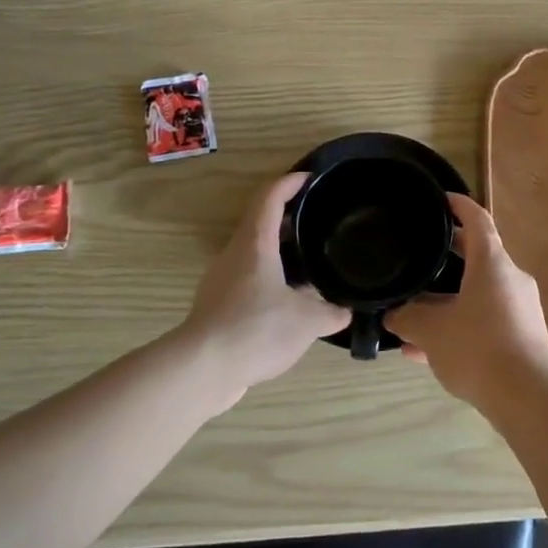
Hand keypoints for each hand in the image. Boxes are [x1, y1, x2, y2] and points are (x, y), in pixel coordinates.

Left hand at [178, 173, 348, 405]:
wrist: (201, 370)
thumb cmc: (256, 329)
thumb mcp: (307, 321)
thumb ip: (331, 312)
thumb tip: (345, 310)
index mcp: (255, 244)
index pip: (270, 197)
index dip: (289, 182)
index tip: (310, 178)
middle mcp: (234, 255)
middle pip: (260, 223)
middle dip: (288, 218)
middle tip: (317, 223)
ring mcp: (220, 281)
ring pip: (253, 254)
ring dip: (278, 253)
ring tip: (308, 265)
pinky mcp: (215, 308)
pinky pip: (246, 282)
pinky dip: (268, 281)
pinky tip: (287, 304)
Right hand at [386, 194, 547, 411]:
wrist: (527, 397)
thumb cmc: (477, 348)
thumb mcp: (431, 332)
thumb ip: (408, 318)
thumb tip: (392, 315)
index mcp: (492, 262)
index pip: (476, 218)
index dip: (457, 205)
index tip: (440, 199)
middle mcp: (510, 277)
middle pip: (477, 255)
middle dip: (447, 255)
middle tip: (419, 255)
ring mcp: (520, 307)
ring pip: (478, 292)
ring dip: (448, 300)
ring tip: (414, 317)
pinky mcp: (524, 334)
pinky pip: (486, 319)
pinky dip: (461, 325)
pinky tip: (430, 352)